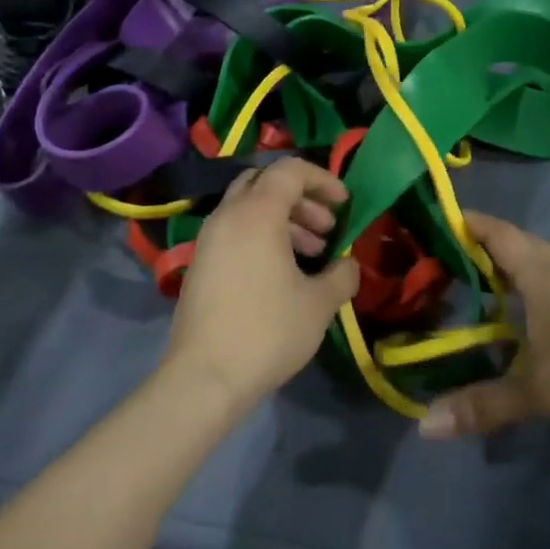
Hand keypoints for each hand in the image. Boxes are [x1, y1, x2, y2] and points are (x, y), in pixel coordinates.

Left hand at [164, 159, 360, 406]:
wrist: (205, 377)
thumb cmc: (267, 331)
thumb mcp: (318, 304)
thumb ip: (341, 275)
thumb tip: (348, 265)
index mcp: (256, 213)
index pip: (290, 170)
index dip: (322, 179)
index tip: (345, 203)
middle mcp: (228, 216)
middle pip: (265, 183)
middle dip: (301, 197)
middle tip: (327, 227)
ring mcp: (209, 240)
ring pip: (249, 208)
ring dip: (284, 219)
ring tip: (313, 253)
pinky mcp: (201, 264)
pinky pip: (236, 232)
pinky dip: (262, 236)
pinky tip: (284, 272)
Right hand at [419, 212, 549, 443]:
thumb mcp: (537, 393)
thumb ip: (483, 405)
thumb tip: (425, 425)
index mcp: (543, 278)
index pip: (500, 234)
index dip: (470, 222)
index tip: (437, 217)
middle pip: (519, 244)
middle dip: (484, 242)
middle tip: (447, 252)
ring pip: (537, 267)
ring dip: (507, 267)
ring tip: (474, 283)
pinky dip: (525, 292)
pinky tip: (516, 320)